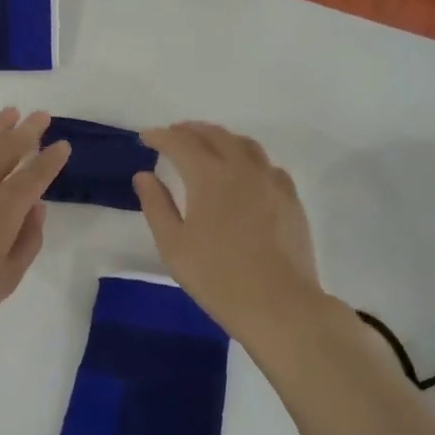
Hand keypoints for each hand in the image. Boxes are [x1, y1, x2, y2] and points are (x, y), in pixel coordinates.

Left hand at [0, 108, 70, 340]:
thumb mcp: (5, 279)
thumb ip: (27, 241)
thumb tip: (36, 208)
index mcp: (6, 207)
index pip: (36, 174)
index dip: (52, 159)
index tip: (63, 145)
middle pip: (9, 148)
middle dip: (29, 130)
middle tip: (41, 115)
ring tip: (10, 113)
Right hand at [134, 122, 331, 343]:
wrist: (279, 304)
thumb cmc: (217, 277)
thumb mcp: (173, 245)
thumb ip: (156, 205)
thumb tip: (144, 175)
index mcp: (209, 176)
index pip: (180, 143)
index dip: (160, 137)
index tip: (146, 137)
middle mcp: (241, 168)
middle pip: (214, 135)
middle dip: (190, 130)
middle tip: (173, 134)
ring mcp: (271, 181)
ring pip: (244, 144)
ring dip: (220, 138)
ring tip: (207, 145)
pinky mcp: (290, 198)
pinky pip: (267, 165)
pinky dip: (248, 158)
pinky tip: (244, 172)